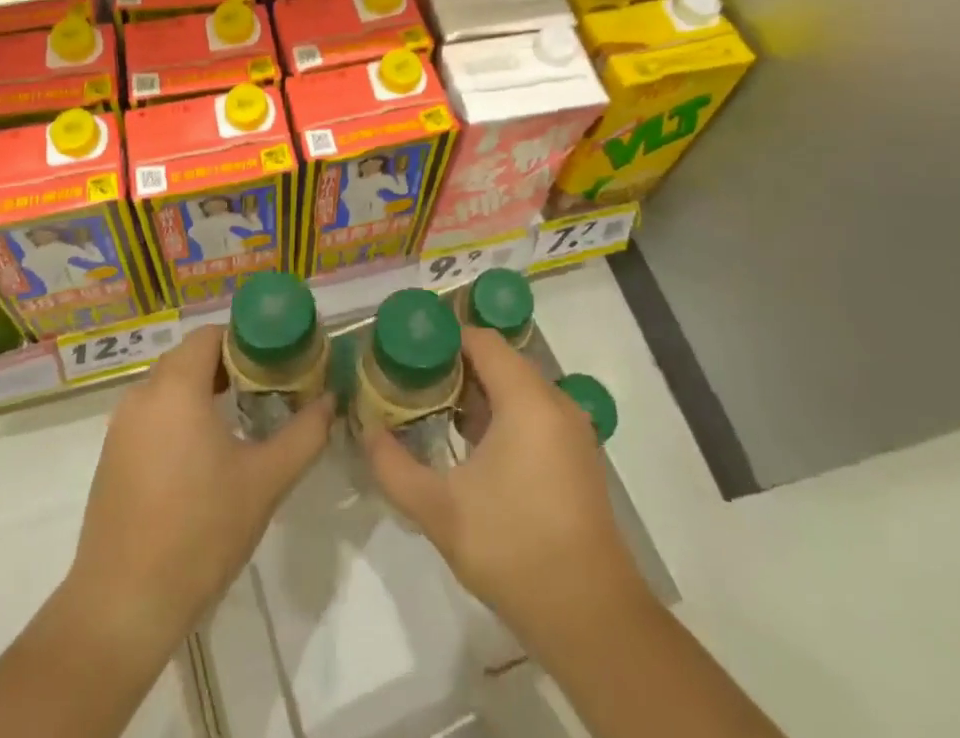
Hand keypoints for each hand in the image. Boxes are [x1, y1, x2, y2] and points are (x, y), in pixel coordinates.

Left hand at [67, 326, 334, 643]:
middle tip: (266, 388)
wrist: (124, 606)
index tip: (276, 361)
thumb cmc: (200, 532)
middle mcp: (142, 395)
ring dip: (203, 390)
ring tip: (241, 418)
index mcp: (175, 387)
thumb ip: (304, 434)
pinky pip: (152, 414)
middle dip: (228, 365)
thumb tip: (330, 401)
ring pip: (168, 386)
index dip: (244, 340)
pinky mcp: (112, 456)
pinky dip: (179, 415)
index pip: (209, 335)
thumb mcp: (265, 481)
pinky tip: (203, 454)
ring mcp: (121, 427)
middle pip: (189, 357)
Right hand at [363, 327, 649, 645]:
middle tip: (412, 386)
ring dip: (476, 394)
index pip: (481, 339)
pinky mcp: (577, 457)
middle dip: (453, 368)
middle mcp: (555, 402)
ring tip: (434, 414)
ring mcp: (572, 431)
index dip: (442, 340)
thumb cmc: (514, 549)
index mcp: (527, 400)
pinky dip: (501, 416)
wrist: (592, 620)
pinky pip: (533, 414)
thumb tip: (366, 431)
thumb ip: (393, 466)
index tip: (407, 356)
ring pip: (516, 388)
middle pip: (498, 360)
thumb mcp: (439, 510)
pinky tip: (472, 448)